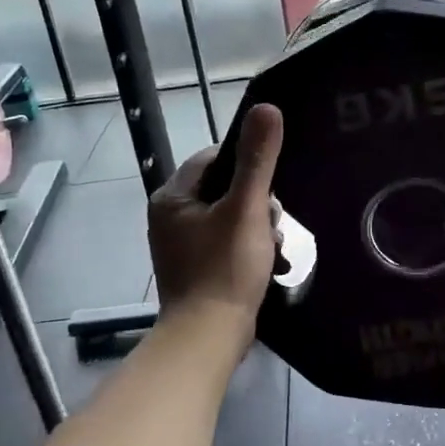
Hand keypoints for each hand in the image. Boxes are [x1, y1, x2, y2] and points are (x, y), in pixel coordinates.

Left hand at [149, 104, 283, 333]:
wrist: (209, 338)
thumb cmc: (224, 269)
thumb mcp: (246, 209)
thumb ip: (258, 160)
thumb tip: (266, 107)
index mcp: (172, 197)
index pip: (214, 158)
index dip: (247, 166)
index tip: (270, 186)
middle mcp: (170, 217)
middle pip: (224, 189)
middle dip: (256, 204)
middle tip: (272, 224)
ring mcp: (181, 246)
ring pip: (230, 218)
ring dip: (258, 229)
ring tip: (274, 248)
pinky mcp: (196, 270)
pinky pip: (227, 244)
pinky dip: (249, 250)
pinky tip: (270, 264)